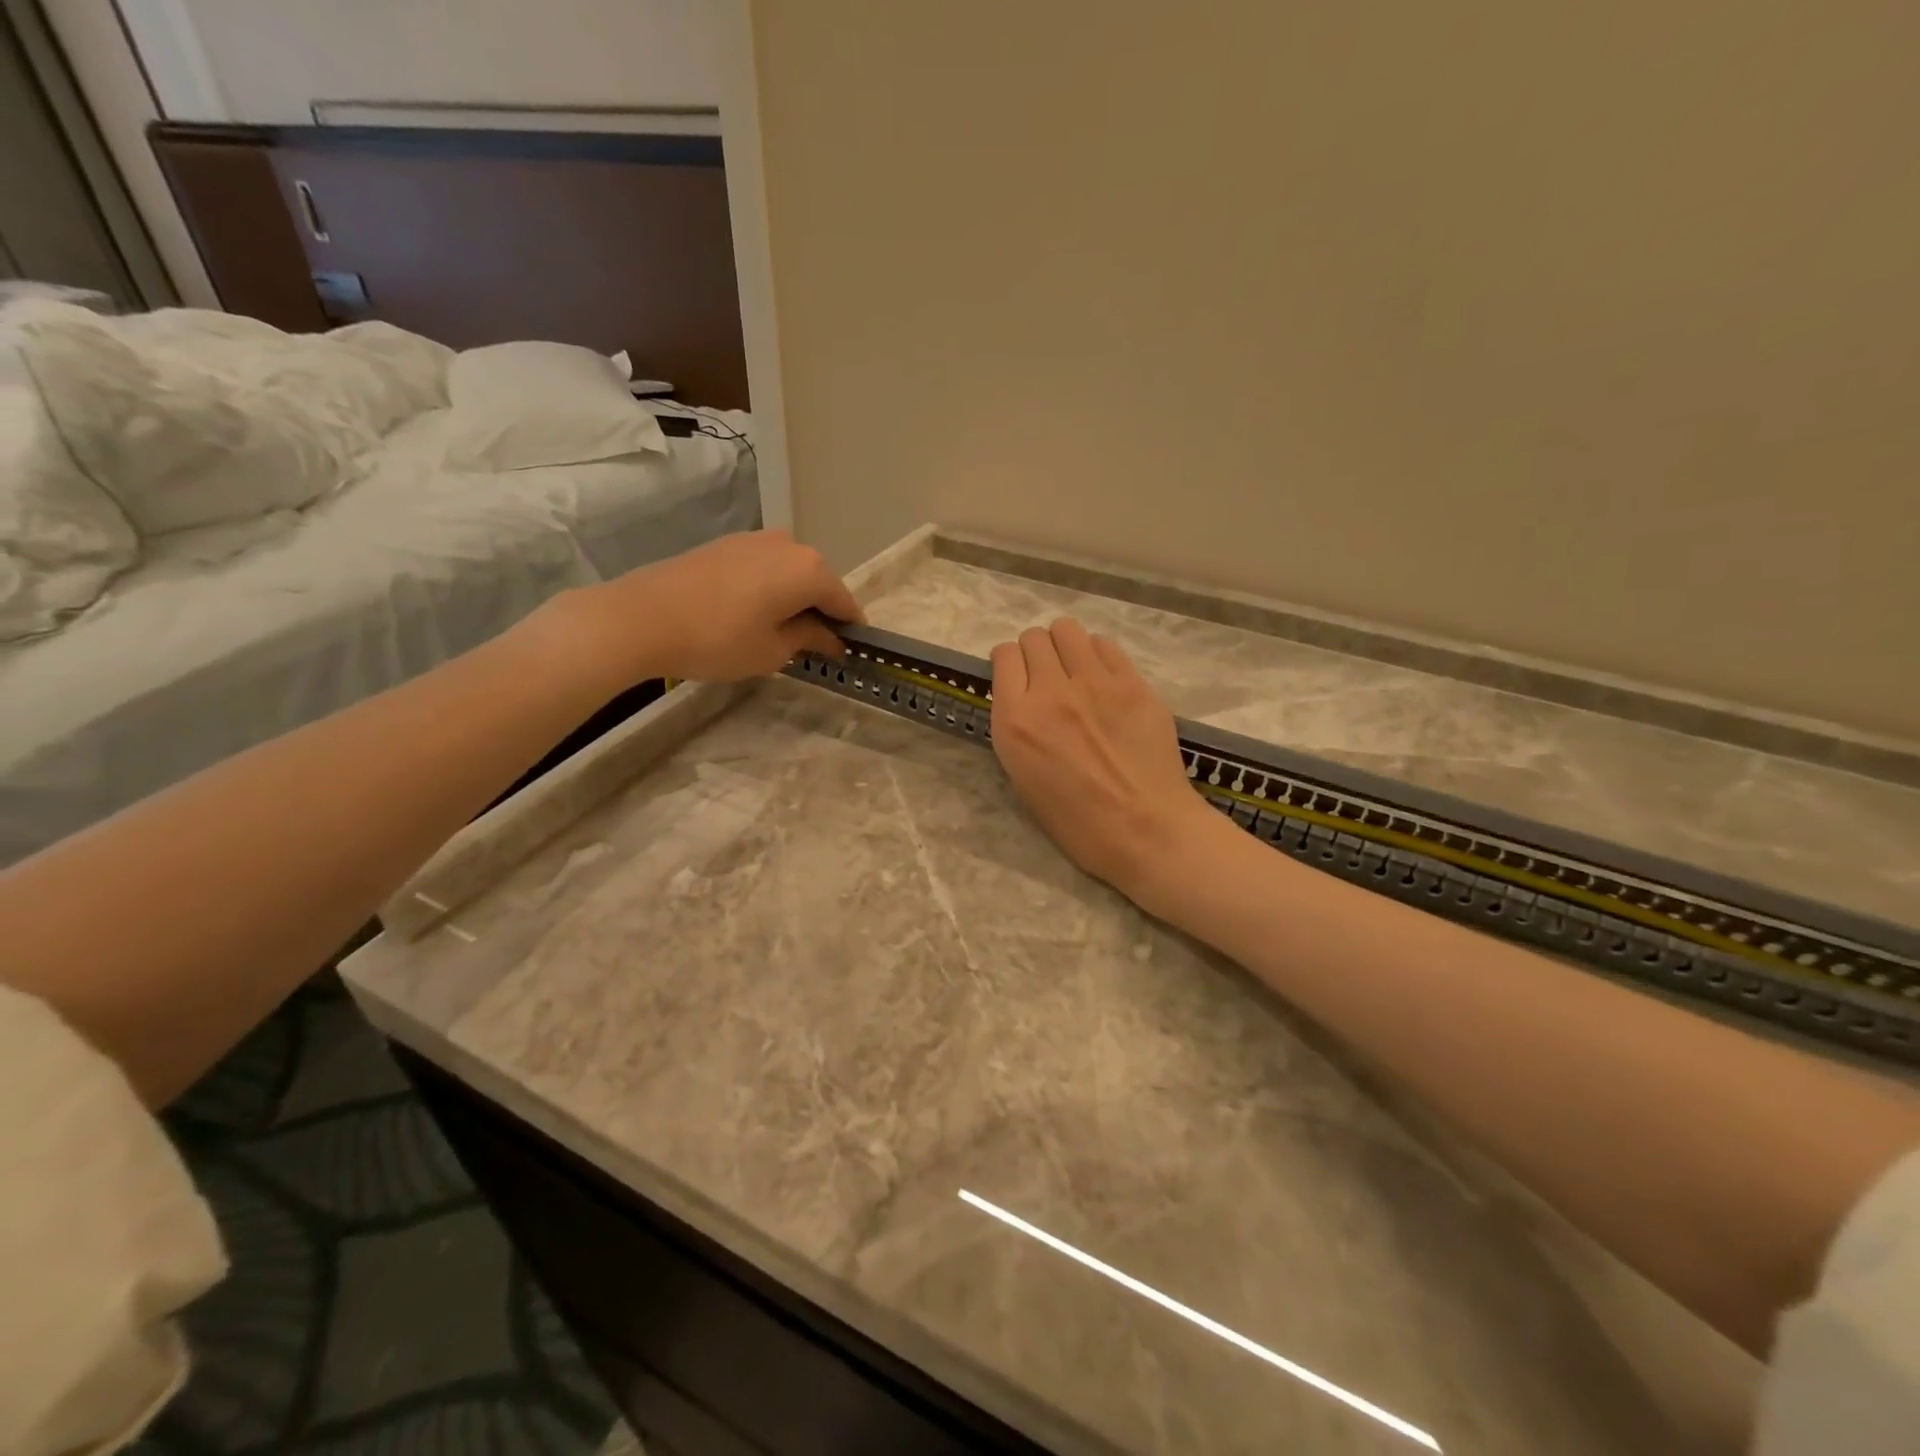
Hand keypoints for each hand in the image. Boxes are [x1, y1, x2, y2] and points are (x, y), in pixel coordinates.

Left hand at [553, 530, 864, 687]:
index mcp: (810, 570)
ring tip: (779, 633)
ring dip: (793, 600)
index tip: (847, 653)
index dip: (849, 630)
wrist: (642, 617)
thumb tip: (831, 638)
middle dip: (820, 612)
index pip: (844, 602)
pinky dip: (769, 589)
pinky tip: (752, 615)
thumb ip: (809, 639)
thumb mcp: (773, 650)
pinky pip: (764, 568)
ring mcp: (754, 540)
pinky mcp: (726, 544)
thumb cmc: (719, 639)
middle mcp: (788, 545)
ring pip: (790, 573)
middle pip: (819, 582)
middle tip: (812, 647)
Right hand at [990, 619, 1216, 900]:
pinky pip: (1105, 645)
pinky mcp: (1132, 682)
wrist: (1144, 830)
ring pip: (1068, 630)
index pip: (1003, 656)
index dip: (1008, 663)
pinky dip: (1097, 655)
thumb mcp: (1023, 778)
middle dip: (1035, 652)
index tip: (1017, 676)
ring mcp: (1095, 682)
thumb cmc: (1077, 822)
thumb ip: (1018, 728)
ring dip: (1065, 645)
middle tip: (1047, 675)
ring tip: (1074, 669)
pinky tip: (1104, 680)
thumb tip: (1024, 698)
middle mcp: (1050, 692)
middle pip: (1034, 638)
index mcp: (1016, 721)